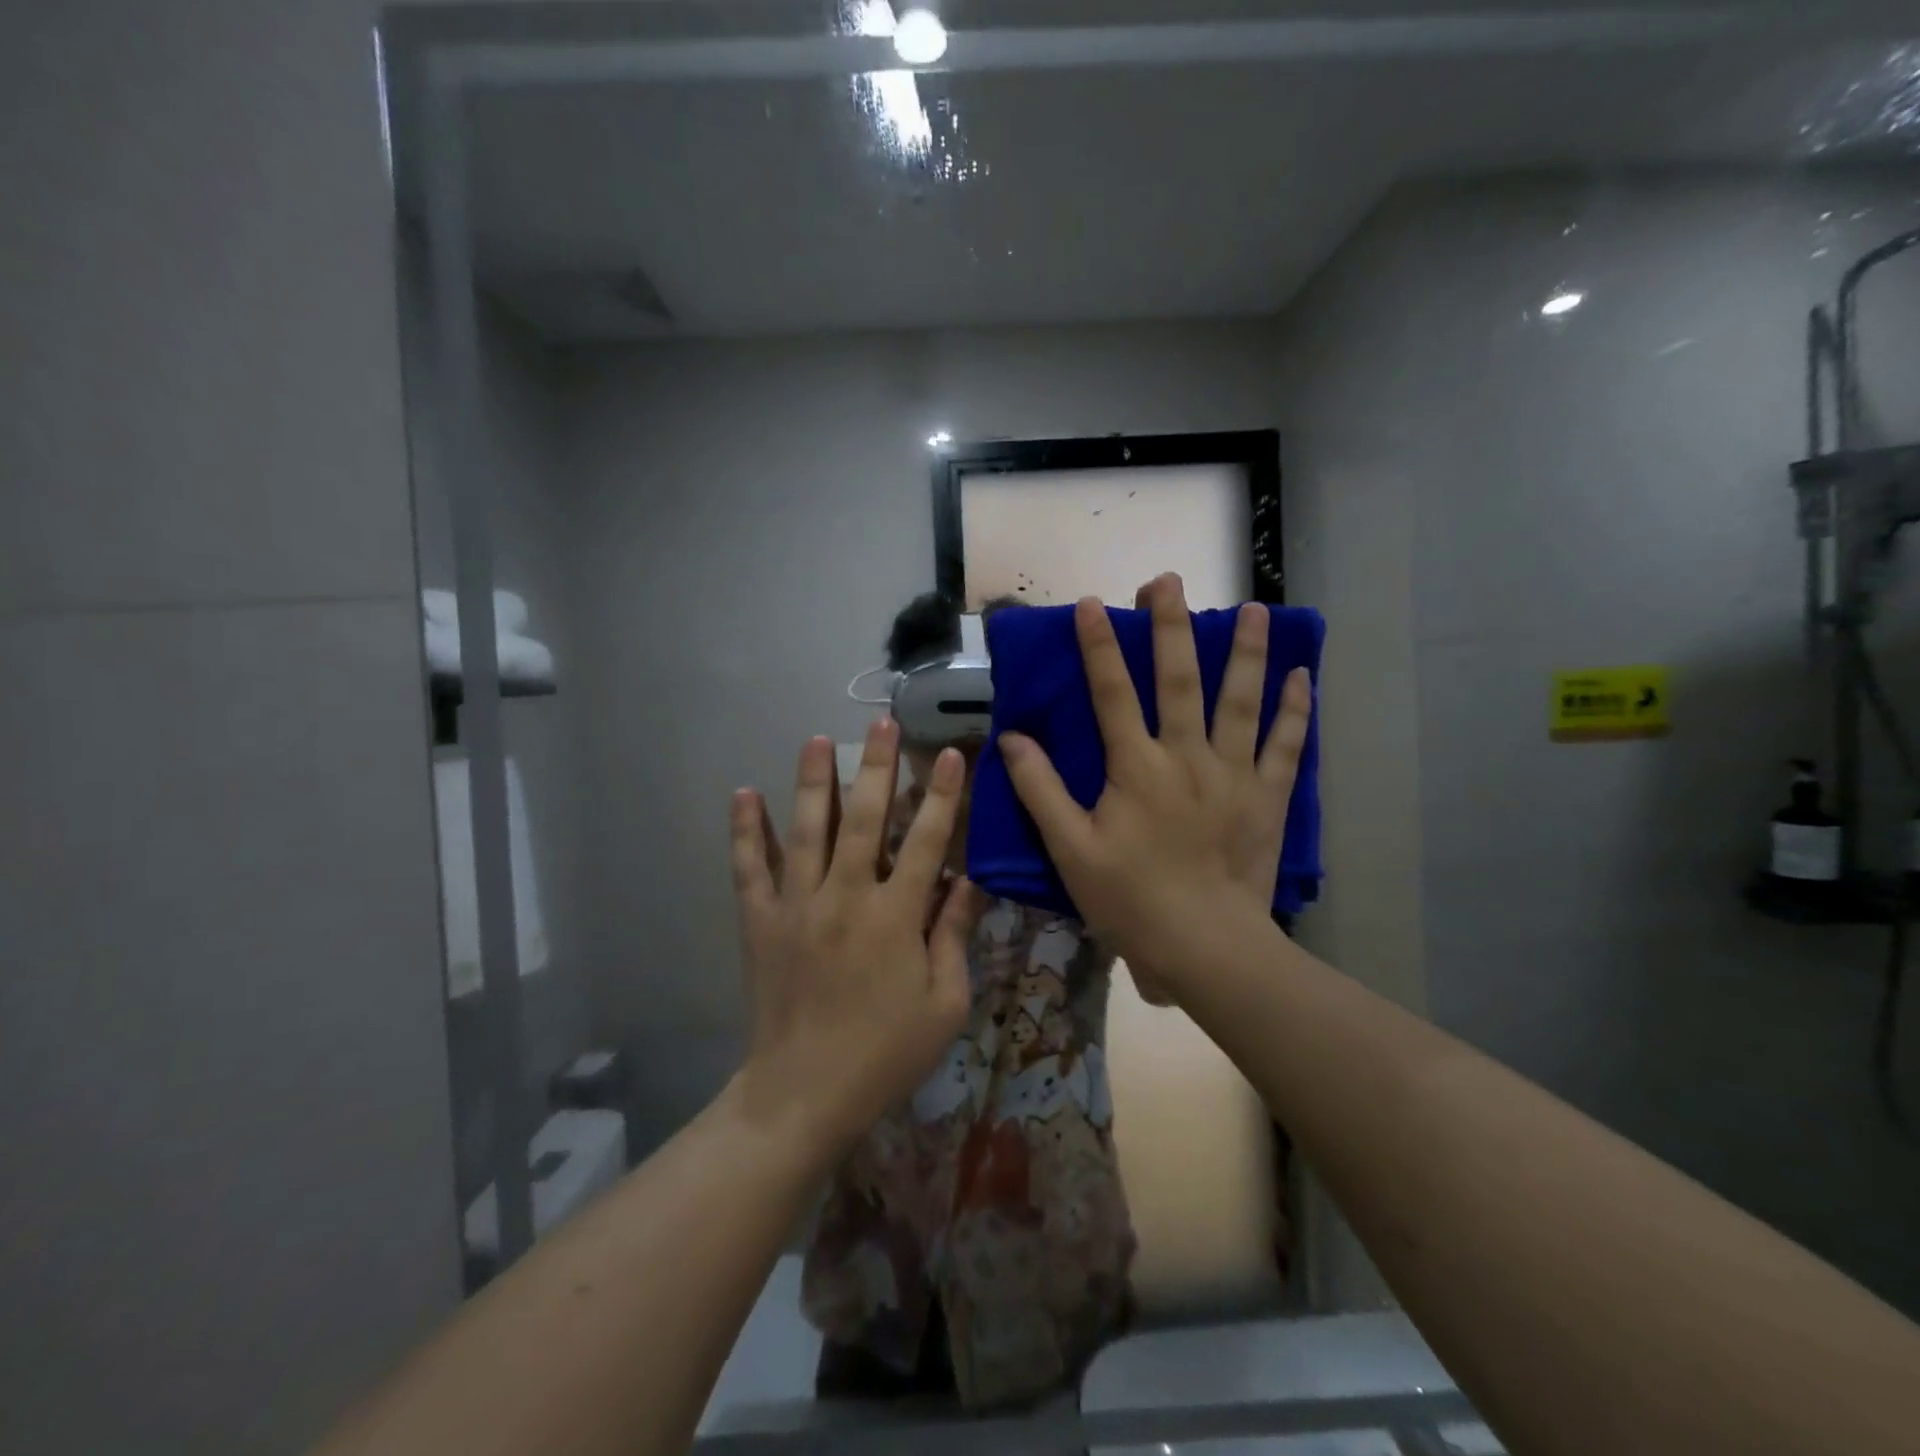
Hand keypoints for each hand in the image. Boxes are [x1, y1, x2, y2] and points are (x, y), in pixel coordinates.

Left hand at [729, 719, 983, 1153]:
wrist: (803, 1094)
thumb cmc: (885, 1053)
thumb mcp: (944, 1004)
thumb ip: (954, 936)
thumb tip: (969, 881)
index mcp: (895, 917)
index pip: (926, 842)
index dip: (942, 796)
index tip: (950, 755)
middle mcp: (844, 897)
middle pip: (864, 819)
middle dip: (878, 766)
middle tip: (883, 721)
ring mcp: (796, 906)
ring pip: (805, 830)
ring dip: (813, 781)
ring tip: (818, 738)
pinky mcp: (760, 921)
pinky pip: (749, 867)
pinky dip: (745, 830)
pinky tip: (743, 793)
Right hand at [999, 573, 1311, 992]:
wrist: (1204, 945)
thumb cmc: (1130, 899)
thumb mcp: (1070, 849)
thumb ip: (1040, 790)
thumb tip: (1012, 738)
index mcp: (1136, 768)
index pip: (1112, 693)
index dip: (1099, 646)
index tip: (1092, 604)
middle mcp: (1187, 757)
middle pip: (1180, 680)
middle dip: (1171, 627)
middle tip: (1168, 581)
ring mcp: (1234, 774)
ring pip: (1242, 701)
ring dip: (1248, 652)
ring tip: (1255, 609)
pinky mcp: (1268, 797)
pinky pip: (1286, 745)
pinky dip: (1295, 710)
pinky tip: (1303, 676)